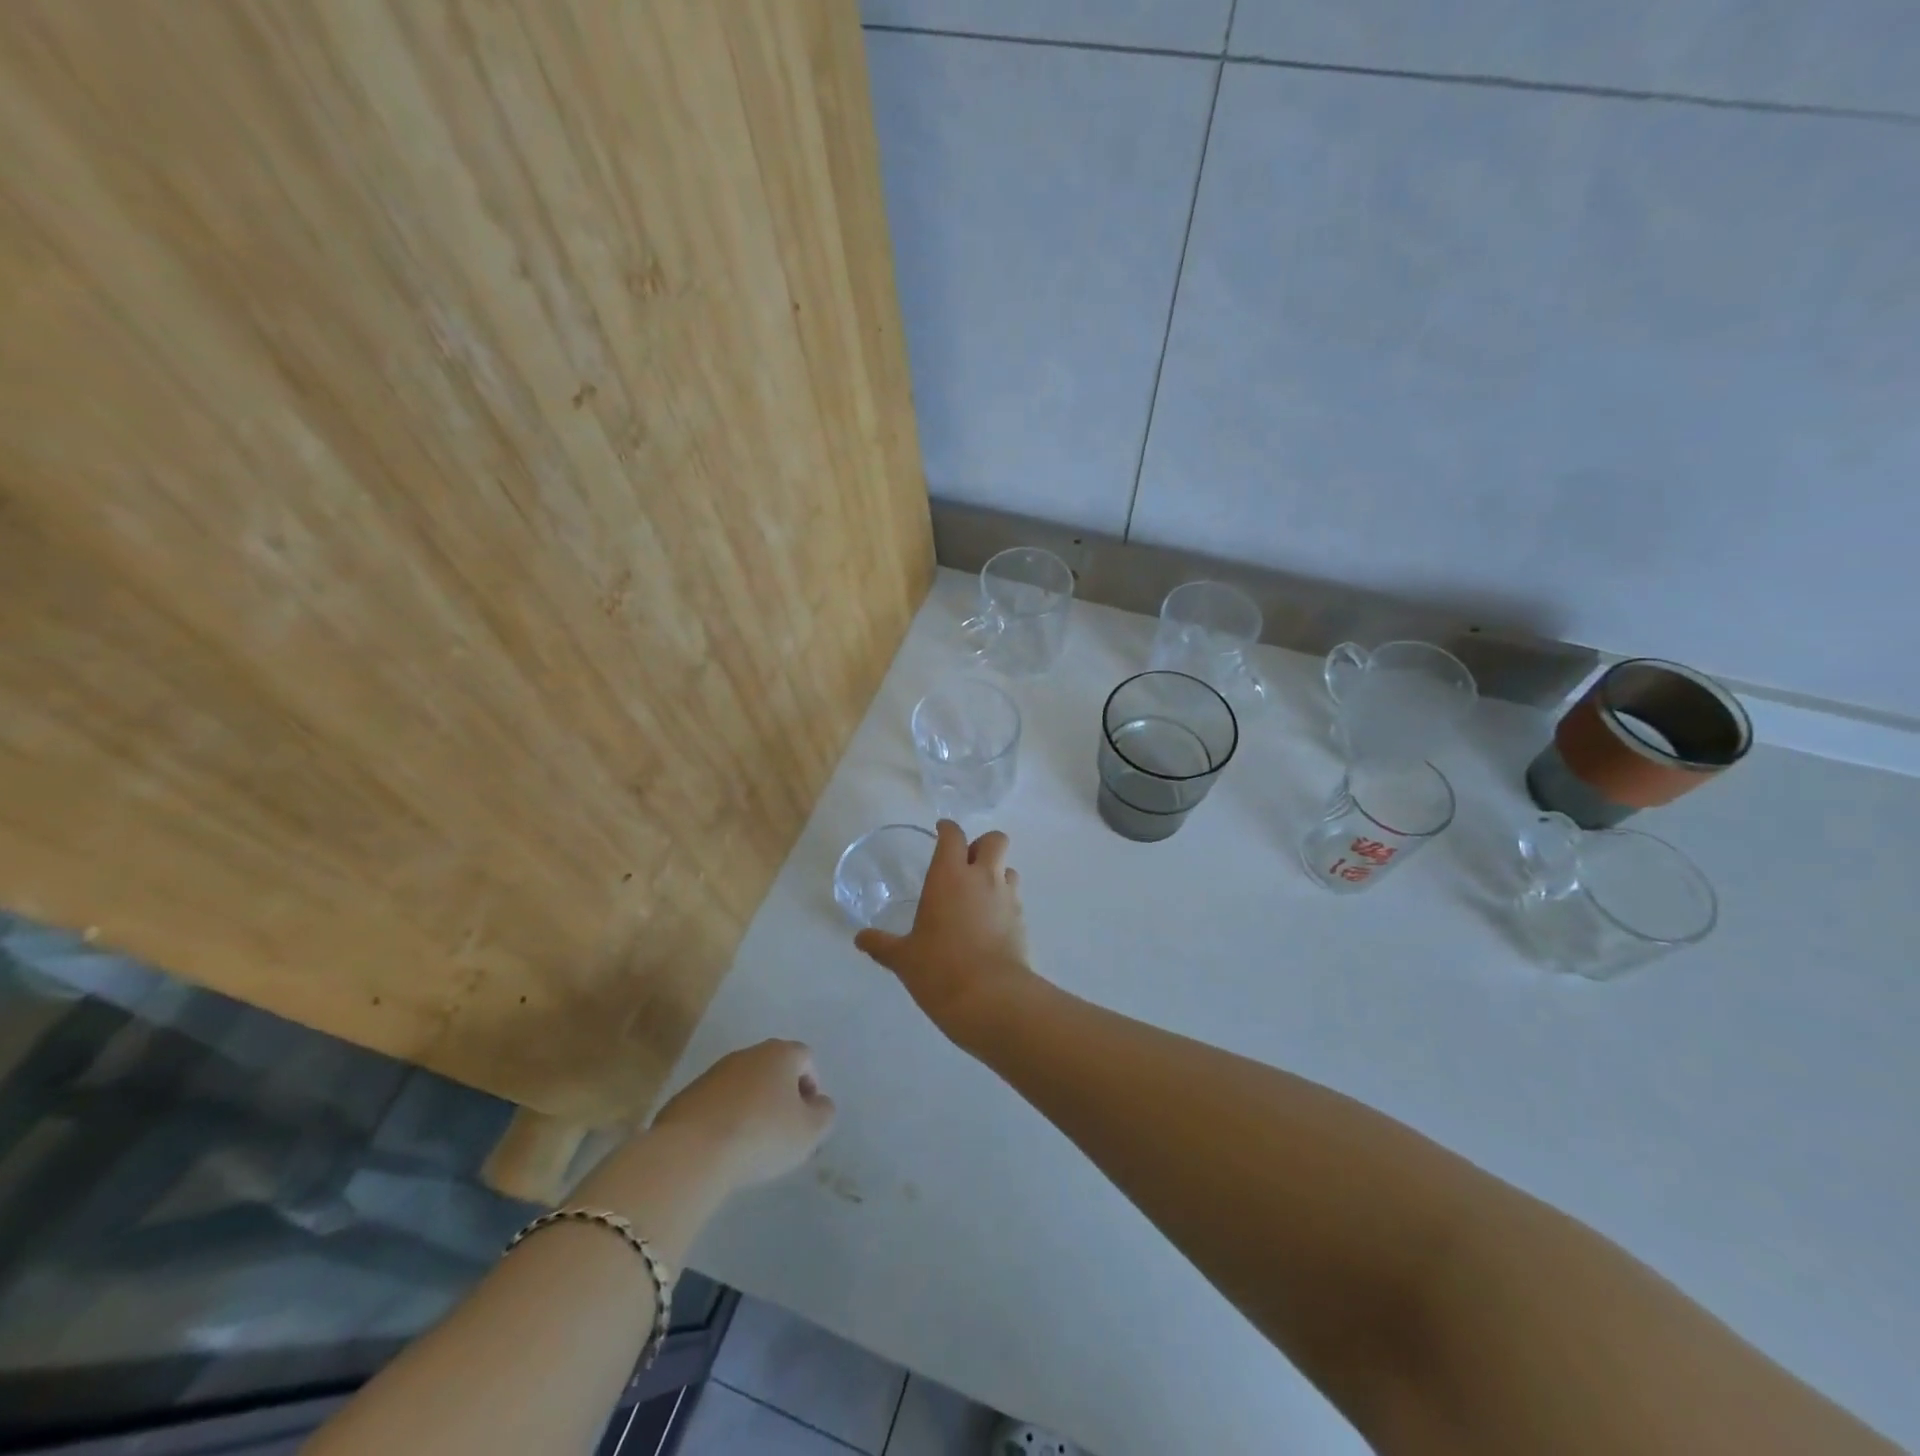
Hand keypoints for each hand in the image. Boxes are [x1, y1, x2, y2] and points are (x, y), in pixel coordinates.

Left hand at [650, 1040, 835, 1189]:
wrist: (691, 1151)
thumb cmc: (762, 1134)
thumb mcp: (810, 1131)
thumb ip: (824, 1113)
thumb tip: (818, 1104)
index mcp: (780, 1053)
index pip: (805, 1058)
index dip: (811, 1085)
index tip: (806, 1117)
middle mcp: (748, 1053)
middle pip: (773, 1068)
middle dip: (781, 1095)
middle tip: (782, 1130)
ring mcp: (714, 1072)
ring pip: (743, 1085)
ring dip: (751, 1106)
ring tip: (750, 1143)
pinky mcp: (687, 1095)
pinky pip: (717, 1103)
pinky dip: (724, 1118)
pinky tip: (723, 1147)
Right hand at [854, 820, 1037, 1043]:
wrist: (991, 998)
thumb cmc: (939, 969)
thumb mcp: (903, 958)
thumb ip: (882, 944)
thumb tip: (860, 938)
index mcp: (950, 876)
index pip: (953, 836)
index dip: (947, 829)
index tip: (941, 831)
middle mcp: (982, 878)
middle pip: (995, 840)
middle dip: (982, 845)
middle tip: (965, 864)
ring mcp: (1007, 898)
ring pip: (1008, 868)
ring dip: (996, 874)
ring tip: (979, 896)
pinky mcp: (1022, 921)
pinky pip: (1015, 899)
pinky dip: (1004, 903)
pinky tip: (990, 925)